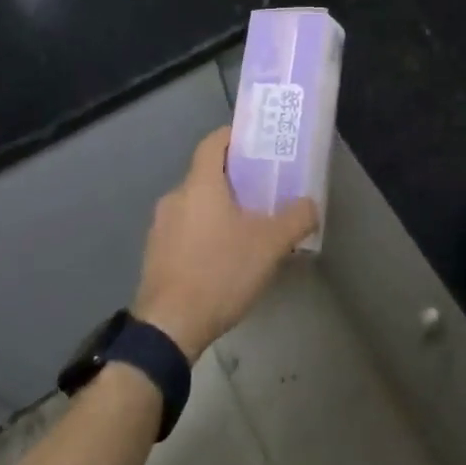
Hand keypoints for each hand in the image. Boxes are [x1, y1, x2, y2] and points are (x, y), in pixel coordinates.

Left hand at [133, 128, 316, 363]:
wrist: (169, 327)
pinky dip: (204, 233)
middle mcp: (175, 197)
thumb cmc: (220, 272)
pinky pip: (184, 230)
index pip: (213, 143)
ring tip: (247, 227)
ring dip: (218, 209)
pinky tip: (223, 258)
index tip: (257, 143)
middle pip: (206, 175)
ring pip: (195, 205)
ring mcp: (160, 227)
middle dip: (234, 179)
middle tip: (263, 190)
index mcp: (200, 184)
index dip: (234, 137)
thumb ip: (296, 219)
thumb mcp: (270, 245)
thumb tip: (310, 204)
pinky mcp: (155, 255)